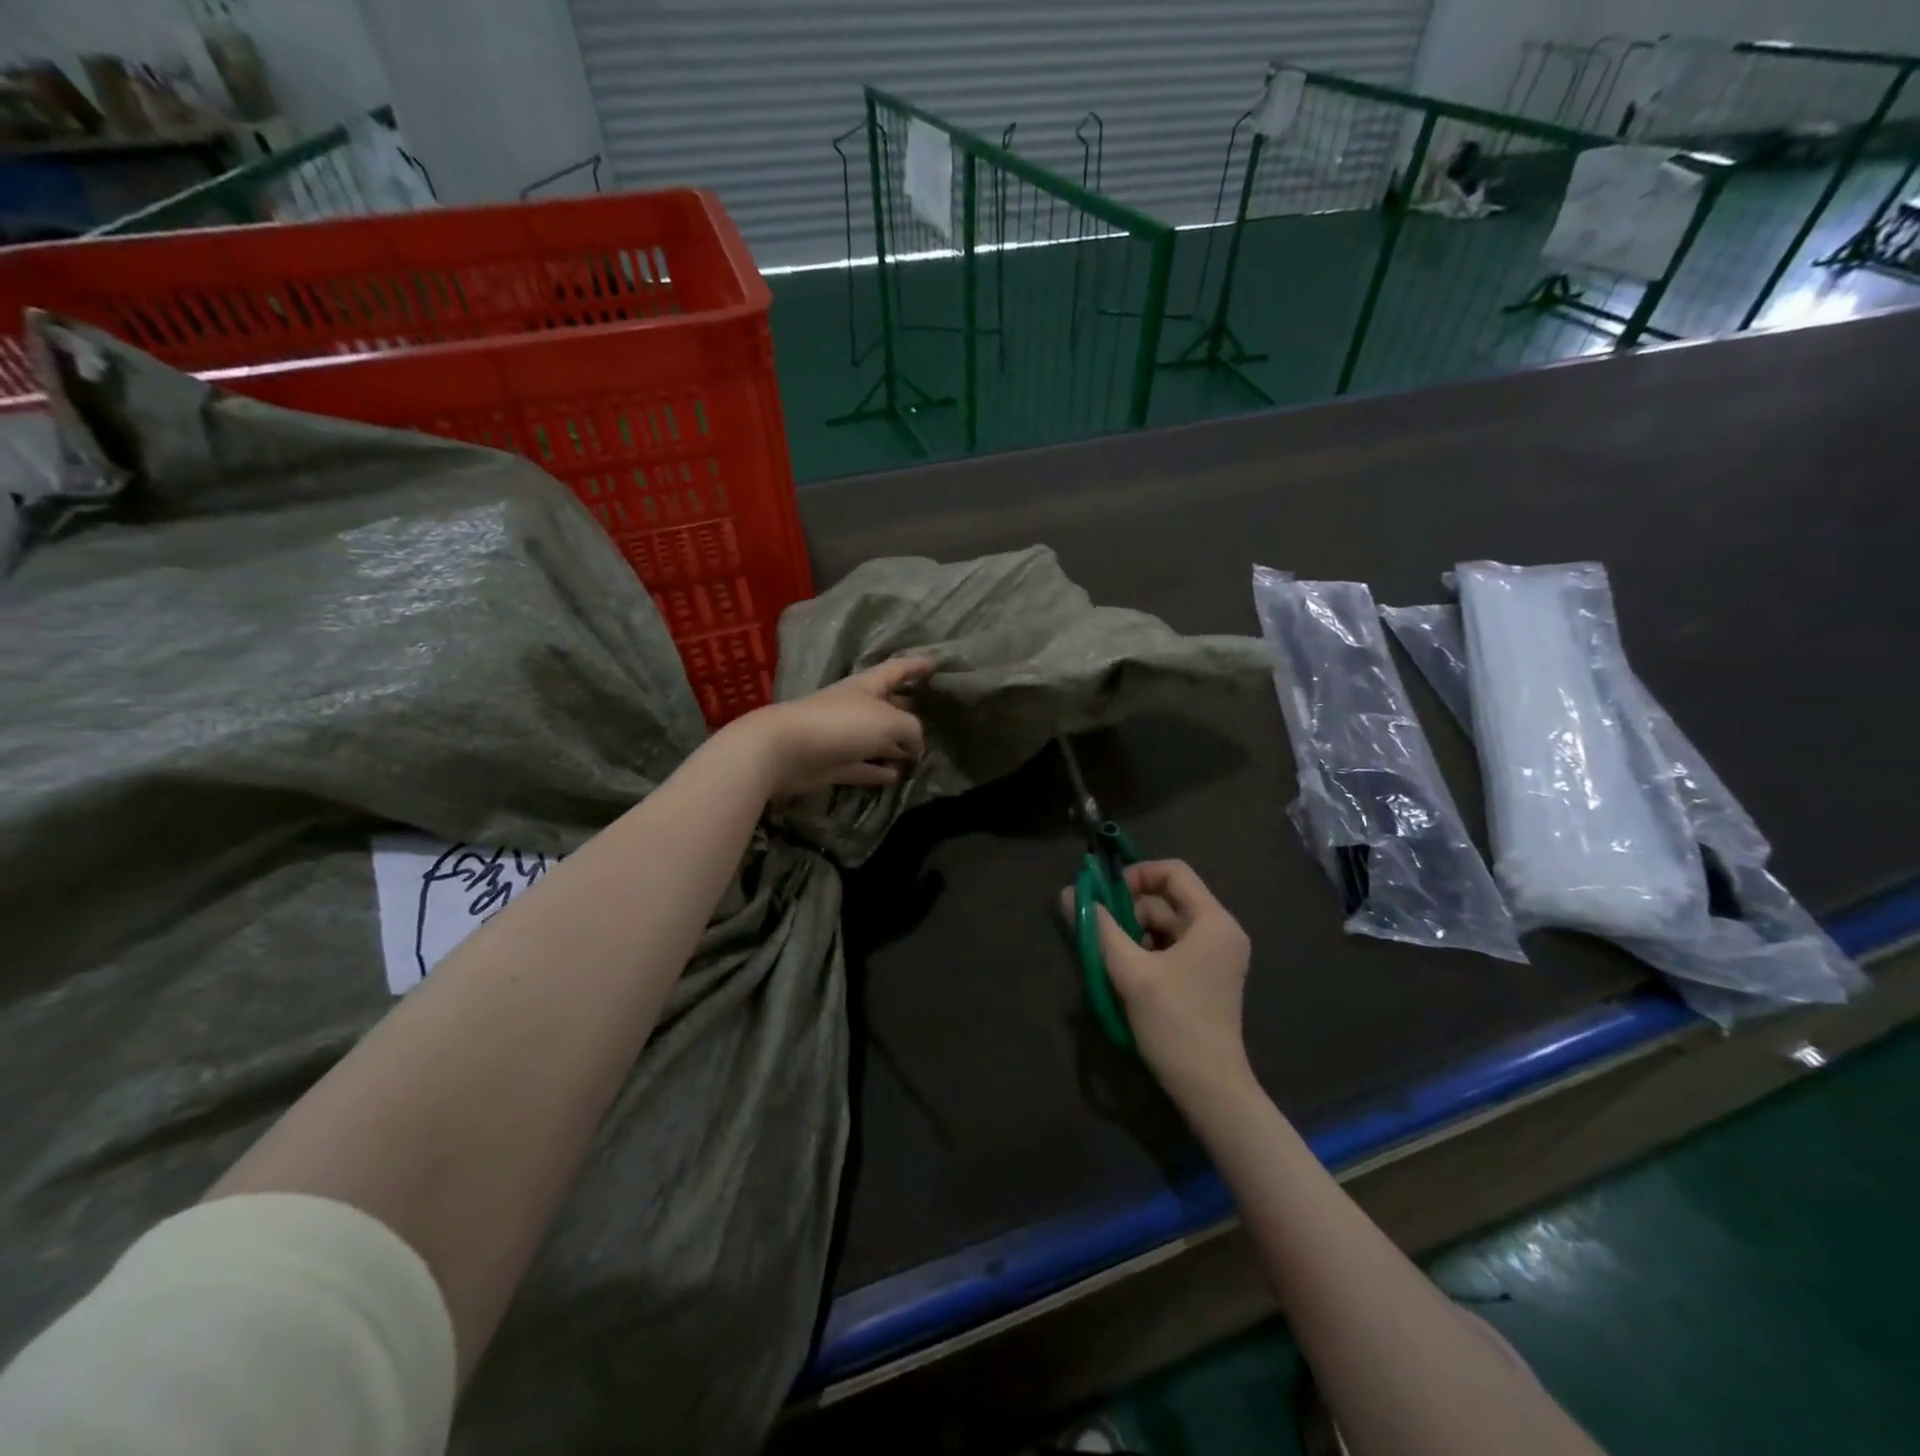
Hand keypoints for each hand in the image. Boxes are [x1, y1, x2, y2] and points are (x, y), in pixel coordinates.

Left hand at [739, 657, 933, 797]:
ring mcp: (843, 736)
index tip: (935, 663)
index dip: (916, 666)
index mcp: (867, 686)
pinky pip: (862, 765)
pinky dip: (878, 770)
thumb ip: (912, 729)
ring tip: (918, 755)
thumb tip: (917, 746)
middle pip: (888, 705)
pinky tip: (895, 776)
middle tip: (935, 716)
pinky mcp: (833, 763)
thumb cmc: (841, 724)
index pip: (897, 669)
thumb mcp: (889, 720)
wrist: (786, 750)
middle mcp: (856, 707)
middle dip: (909, 709)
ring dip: (896, 746)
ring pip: (876, 739)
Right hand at [1066, 860, 1253, 1102]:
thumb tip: (1067, 894)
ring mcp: (1216, 955)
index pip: (1174, 872)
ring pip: (1165, 925)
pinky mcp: (1206, 976)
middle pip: (1167, 899)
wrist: (1209, 1088)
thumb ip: (1098, 928)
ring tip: (1114, 959)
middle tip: (1102, 934)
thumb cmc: (1174, 1023)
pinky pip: (1171, 946)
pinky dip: (1147, 951)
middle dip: (1130, 911)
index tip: (1105, 896)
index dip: (1136, 875)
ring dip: (1134, 934)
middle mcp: (1220, 931)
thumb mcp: (1130, 972)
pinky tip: (1128, 974)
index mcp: (1213, 921)